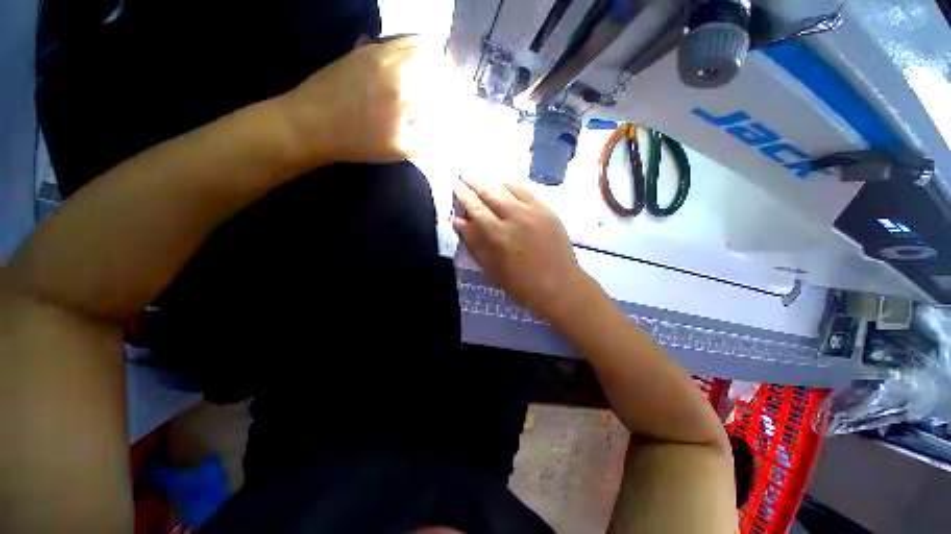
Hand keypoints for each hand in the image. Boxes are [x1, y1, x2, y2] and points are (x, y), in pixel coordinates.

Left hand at [281, 36, 454, 164]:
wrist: (312, 123)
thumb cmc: (358, 142)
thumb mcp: (399, 150)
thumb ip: (428, 136)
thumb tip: (445, 125)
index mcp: (407, 94)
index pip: (445, 87)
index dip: (458, 94)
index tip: (462, 103)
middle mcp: (397, 65)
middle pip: (436, 59)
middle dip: (448, 74)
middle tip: (450, 91)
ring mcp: (380, 52)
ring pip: (418, 45)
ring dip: (433, 59)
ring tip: (436, 76)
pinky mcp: (366, 48)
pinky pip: (398, 41)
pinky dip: (414, 49)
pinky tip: (414, 63)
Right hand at [454, 177, 593, 322]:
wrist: (560, 286)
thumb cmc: (522, 285)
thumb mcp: (492, 269)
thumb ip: (475, 243)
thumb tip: (459, 222)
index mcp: (499, 235)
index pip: (476, 208)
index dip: (464, 196)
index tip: (455, 186)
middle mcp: (516, 217)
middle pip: (491, 192)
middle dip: (475, 182)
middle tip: (464, 175)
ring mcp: (535, 211)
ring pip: (509, 187)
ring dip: (493, 182)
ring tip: (483, 179)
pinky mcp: (548, 211)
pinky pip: (528, 191)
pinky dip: (513, 186)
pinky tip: (507, 186)